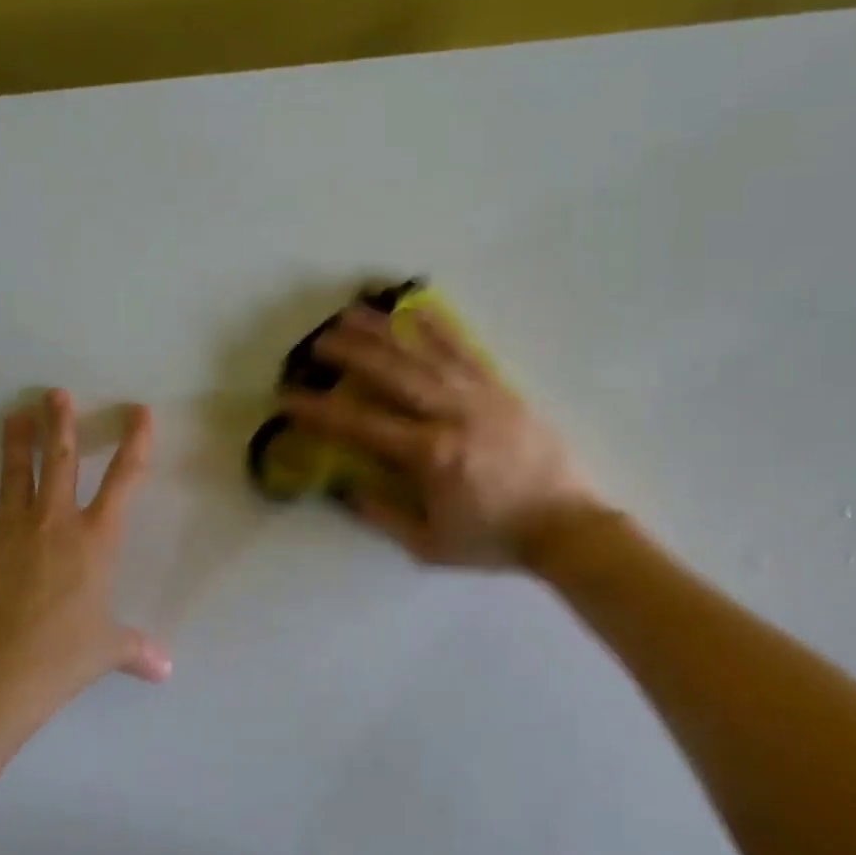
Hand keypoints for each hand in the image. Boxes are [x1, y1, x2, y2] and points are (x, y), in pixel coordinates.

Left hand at [0, 390, 169, 696]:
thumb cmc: (61, 655)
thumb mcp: (106, 650)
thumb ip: (136, 649)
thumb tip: (165, 670)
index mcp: (98, 539)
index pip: (126, 479)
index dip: (136, 442)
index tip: (140, 412)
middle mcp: (57, 520)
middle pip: (62, 459)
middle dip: (62, 423)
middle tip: (56, 394)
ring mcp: (12, 525)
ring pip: (18, 470)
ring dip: (18, 439)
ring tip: (16, 414)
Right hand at [281, 305, 600, 567]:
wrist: (566, 526)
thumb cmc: (495, 539)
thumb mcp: (430, 545)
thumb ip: (383, 515)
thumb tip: (345, 489)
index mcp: (430, 455)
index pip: (362, 426)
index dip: (320, 410)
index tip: (289, 396)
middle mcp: (451, 414)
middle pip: (391, 373)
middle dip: (350, 353)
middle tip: (317, 341)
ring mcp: (480, 395)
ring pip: (424, 353)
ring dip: (384, 330)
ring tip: (353, 311)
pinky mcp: (502, 388)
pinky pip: (466, 350)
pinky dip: (438, 328)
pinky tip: (416, 309)